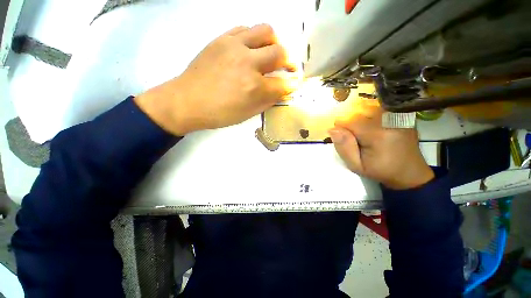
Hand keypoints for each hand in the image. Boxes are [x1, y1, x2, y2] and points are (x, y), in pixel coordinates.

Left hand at [135, 24, 296, 135]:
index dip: (292, 85)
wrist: (187, 101)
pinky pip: (245, 28)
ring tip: (272, 53)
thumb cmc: (219, 113)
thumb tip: (282, 91)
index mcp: (254, 88)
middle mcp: (248, 63)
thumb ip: (268, 101)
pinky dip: (255, 37)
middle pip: (280, 53)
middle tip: (288, 68)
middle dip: (290, 62)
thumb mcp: (248, 114)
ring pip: (266, 31)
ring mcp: (234, 46)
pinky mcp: (222, 38)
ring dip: (275, 42)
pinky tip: (252, 48)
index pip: (283, 84)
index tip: (295, 84)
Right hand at [329, 99, 433, 189]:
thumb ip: (343, 147)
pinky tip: (375, 129)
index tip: (345, 139)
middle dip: (351, 124)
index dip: (341, 129)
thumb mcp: (356, 166)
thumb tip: (333, 129)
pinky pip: (379, 109)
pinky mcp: (402, 116)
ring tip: (365, 134)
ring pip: (367, 108)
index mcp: (376, 134)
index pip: (348, 121)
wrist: (409, 173)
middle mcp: (388, 120)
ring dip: (361, 119)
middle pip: (358, 112)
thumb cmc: (380, 171)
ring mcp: (397, 116)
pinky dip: (371, 116)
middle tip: (356, 139)